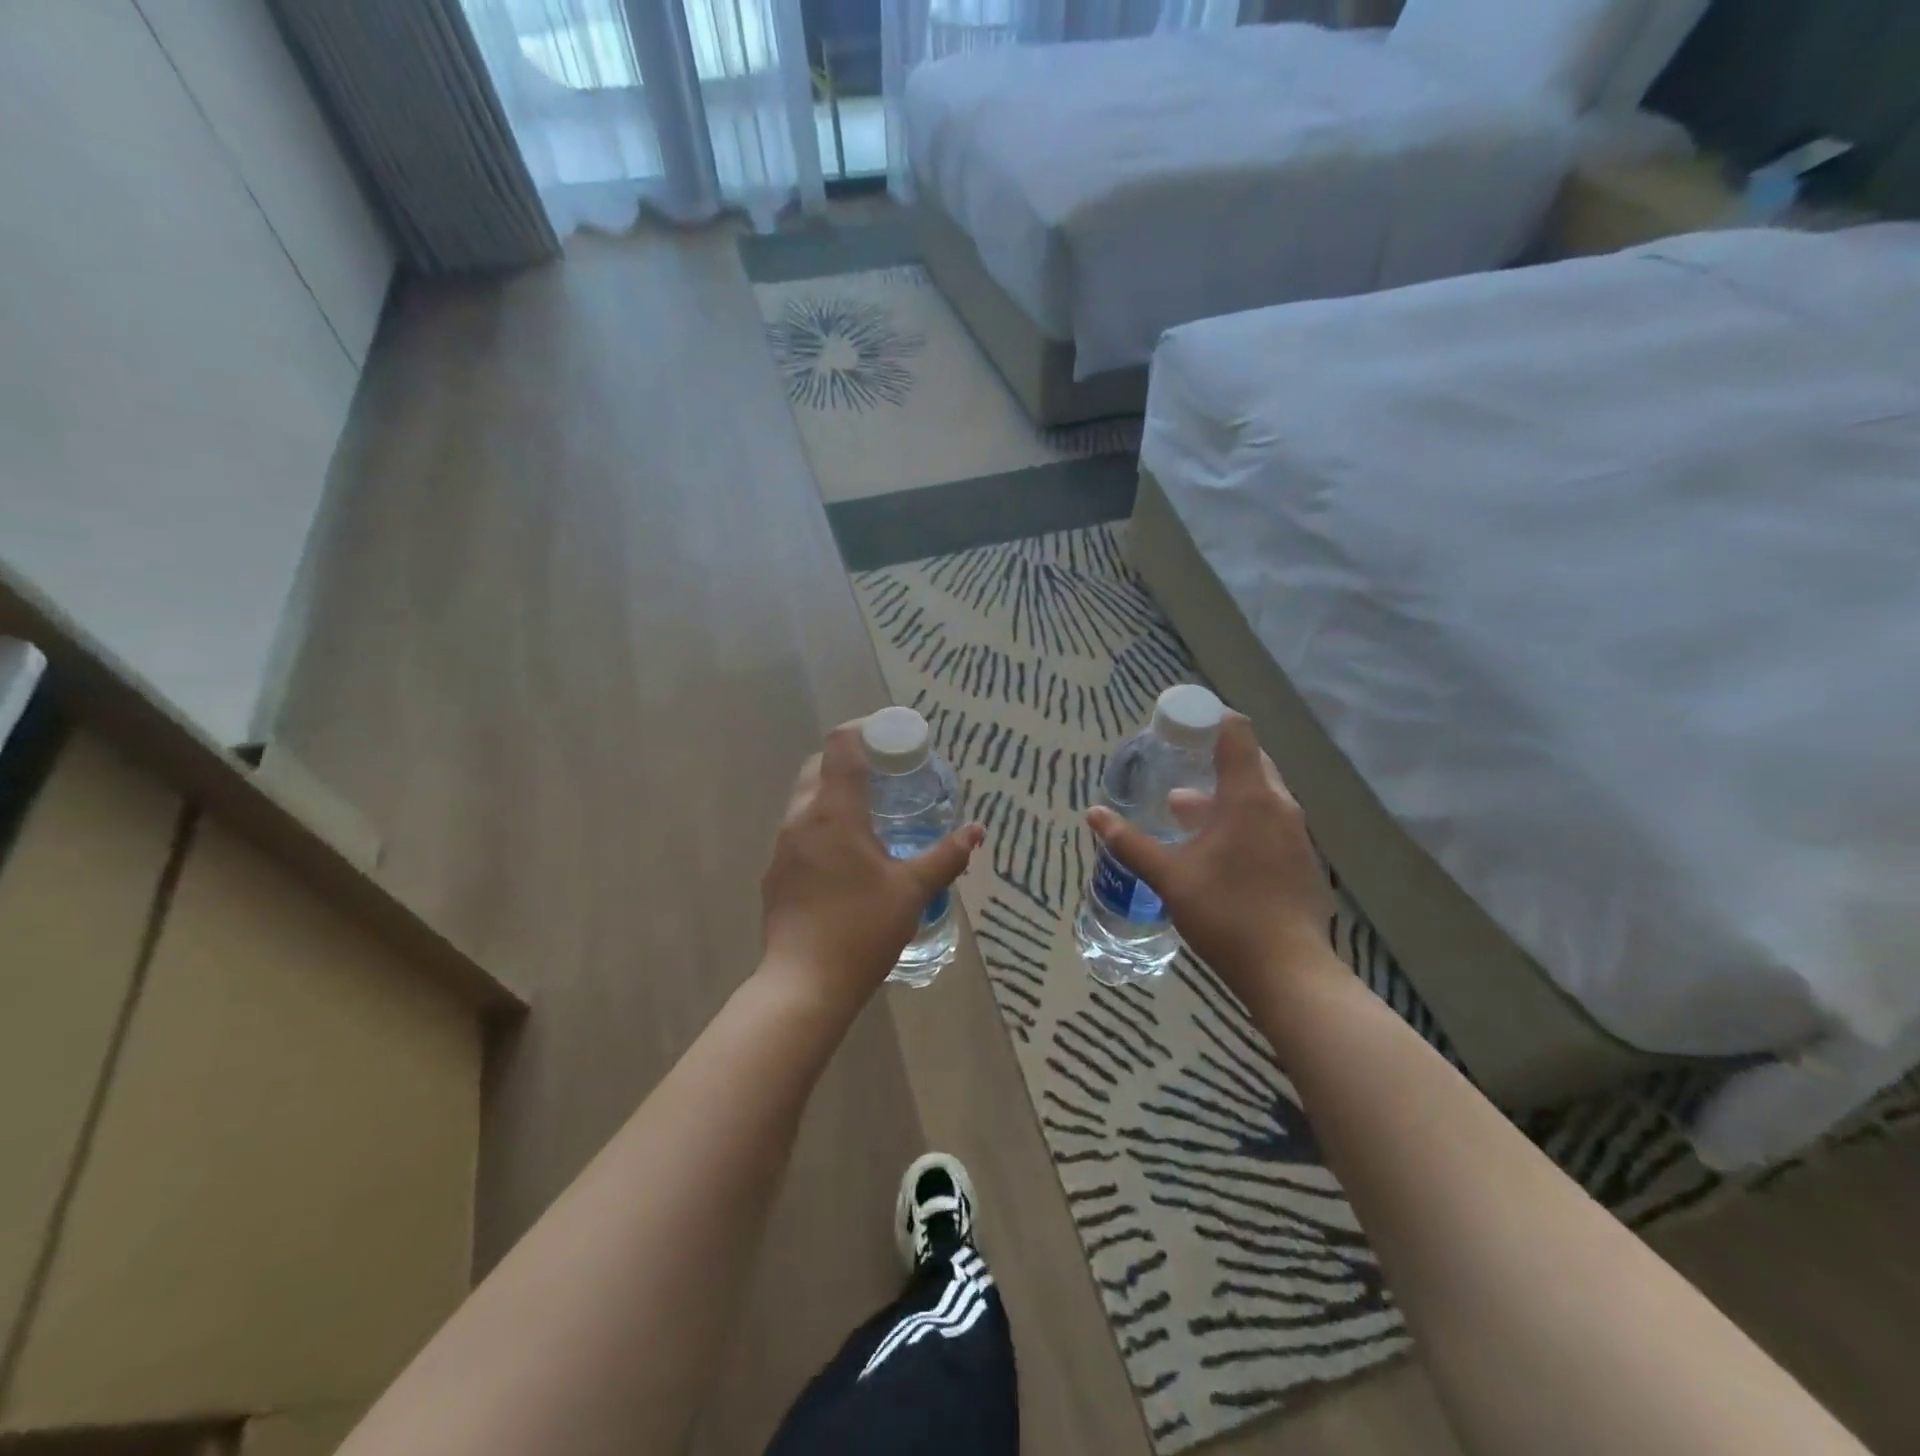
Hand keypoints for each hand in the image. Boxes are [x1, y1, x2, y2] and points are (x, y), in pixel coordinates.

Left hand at [761, 721, 983, 1007]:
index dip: (865, 730)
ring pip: (806, 799)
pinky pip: (800, 831)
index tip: (893, 738)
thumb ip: (946, 856)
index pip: (840, 745)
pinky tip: (847, 855)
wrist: (804, 985)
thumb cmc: (861, 929)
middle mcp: (801, 819)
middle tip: (887, 775)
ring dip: (835, 793)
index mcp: (833, 812)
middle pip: (819, 766)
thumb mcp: (912, 890)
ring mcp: (782, 847)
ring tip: (871, 813)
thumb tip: (976, 831)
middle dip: (851, 759)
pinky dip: (823, 824)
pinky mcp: (776, 874)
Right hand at [1086, 713, 1335, 1007]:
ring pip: (1259, 793)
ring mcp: (1295, 834)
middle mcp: (1279, 805)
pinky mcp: (1300, 860)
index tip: (1178, 723)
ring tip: (1182, 805)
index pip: (1237, 732)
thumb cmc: (1226, 913)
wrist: (1289, 972)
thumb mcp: (1169, 877)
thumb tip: (1093, 814)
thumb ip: (1129, 843)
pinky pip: (1268, 820)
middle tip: (1175, 760)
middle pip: (1250, 759)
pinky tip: (1212, 845)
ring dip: (1223, 791)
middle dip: (1212, 755)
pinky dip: (1240, 817)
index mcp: (1250, 797)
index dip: (1208, 718)